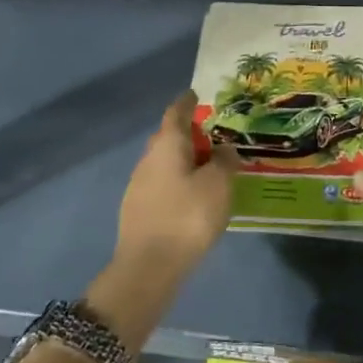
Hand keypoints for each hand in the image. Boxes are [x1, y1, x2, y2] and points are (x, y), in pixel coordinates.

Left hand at [88, 93, 240, 349]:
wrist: (149, 267)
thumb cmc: (188, 216)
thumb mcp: (218, 185)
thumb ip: (225, 161)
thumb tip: (224, 148)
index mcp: (167, 145)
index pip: (176, 113)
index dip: (187, 102)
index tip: (196, 94)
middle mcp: (148, 159)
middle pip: (168, 138)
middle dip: (188, 134)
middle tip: (213, 137)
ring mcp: (138, 186)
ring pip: (164, 163)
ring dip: (184, 161)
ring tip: (208, 170)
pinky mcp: (138, 211)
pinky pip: (162, 184)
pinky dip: (178, 182)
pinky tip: (192, 198)